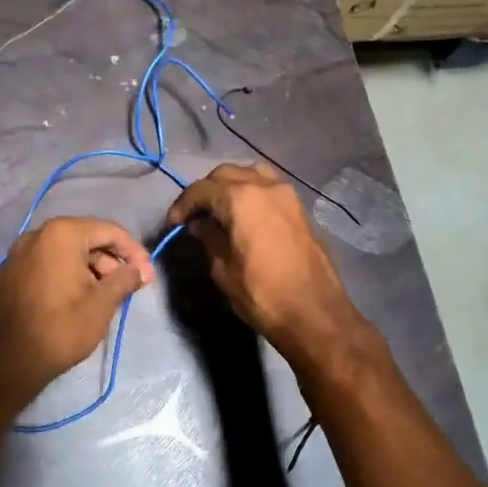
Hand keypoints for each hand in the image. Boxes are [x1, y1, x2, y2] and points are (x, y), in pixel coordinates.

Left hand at [0, 216, 152, 396]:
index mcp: (62, 234)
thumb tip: (143, 269)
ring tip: (106, 294)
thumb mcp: (102, 303)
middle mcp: (38, 234)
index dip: (134, 251)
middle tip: (128, 285)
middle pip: (87, 237)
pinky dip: (69, 272)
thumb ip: (126, 279)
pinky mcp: (10, 271)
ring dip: (91, 267)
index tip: (147, 274)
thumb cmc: (61, 328)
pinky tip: (80, 296)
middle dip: (111, 260)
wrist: (6, 362)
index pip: (109, 231)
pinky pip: (48, 262)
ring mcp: (19, 252)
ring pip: (67, 251)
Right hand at [164, 163, 364, 362]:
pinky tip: (243, 216)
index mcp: (241, 197)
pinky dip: (251, 192)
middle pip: (225, 174)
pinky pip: (268, 187)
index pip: (201, 189)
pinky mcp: (299, 208)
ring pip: (250, 174)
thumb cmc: (262, 293)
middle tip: (193, 217)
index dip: (183, 205)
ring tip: (219, 211)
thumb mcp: (223, 269)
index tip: (173, 224)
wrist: (314, 312)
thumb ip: (209, 238)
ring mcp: (287, 194)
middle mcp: (265, 186)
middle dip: (205, 192)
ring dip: (230, 186)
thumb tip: (200, 224)